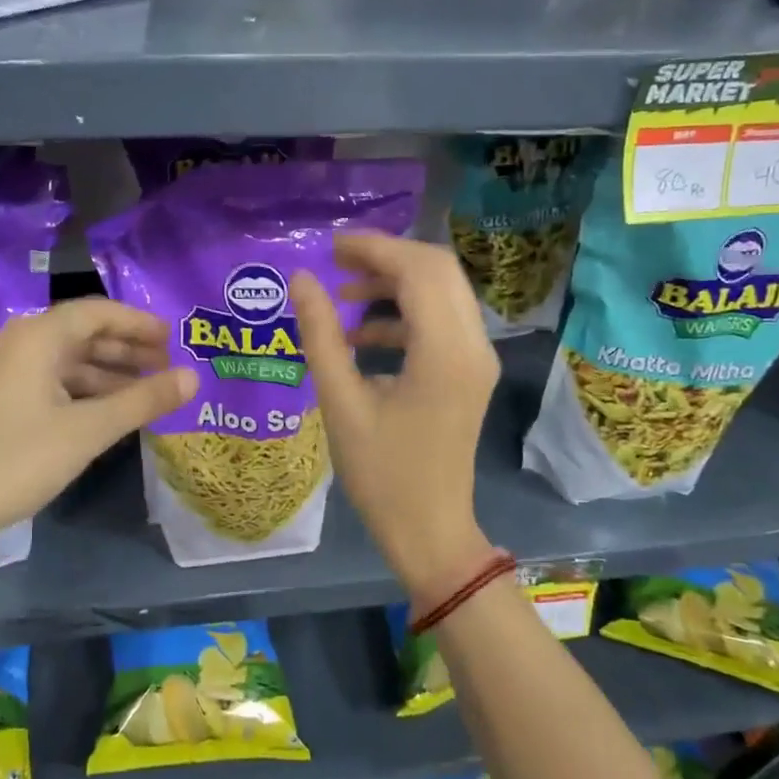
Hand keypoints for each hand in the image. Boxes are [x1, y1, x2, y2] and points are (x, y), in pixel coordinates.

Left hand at [0, 299, 197, 563]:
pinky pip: (43, 382)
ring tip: (141, 393)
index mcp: (35, 336)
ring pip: (61, 361)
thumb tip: (193, 377)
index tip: (172, 339)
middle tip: (164, 367)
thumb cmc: (14, 461)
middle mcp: (13, 343)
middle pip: (79, 333)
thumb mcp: (87, 431)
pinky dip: (77, 391)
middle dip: (125, 348)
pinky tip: (98, 414)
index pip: (97, 312)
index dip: (138, 323)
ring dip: (103, 373)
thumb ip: (142, 401)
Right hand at [291, 233, 499, 598]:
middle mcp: (472, 345)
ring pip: (442, 292)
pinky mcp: (469, 372)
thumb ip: (320, 336)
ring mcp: (476, 359)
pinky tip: (361, 337)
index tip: (330, 246)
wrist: (430, 531)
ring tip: (342, 297)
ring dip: (394, 285)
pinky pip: (441, 321)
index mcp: (444, 352)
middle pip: (438, 270)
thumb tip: (302, 280)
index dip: (374, 249)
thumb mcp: (340, 403)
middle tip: (337, 262)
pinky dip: (403, 314)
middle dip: (386, 258)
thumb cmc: (381, 475)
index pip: (418, 270)